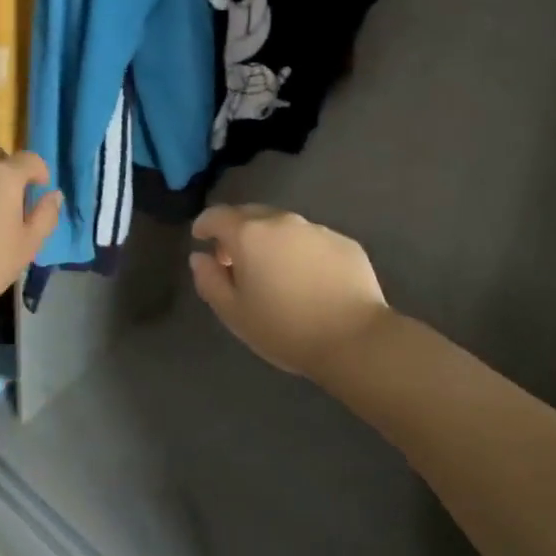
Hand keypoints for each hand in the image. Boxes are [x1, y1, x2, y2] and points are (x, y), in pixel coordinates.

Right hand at [189, 204, 390, 377]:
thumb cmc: (285, 328)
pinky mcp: (345, 243)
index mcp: (249, 234)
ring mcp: (316, 229)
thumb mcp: (234, 313)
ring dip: (271, 241)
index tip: (200, 239)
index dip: (204, 225)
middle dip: (237, 231)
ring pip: (284, 226)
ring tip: (275, 271)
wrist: (356, 340)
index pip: (217, 216)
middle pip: (250, 215)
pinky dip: (302, 252)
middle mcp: (281, 221)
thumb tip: (200, 258)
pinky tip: (309, 280)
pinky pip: (313, 241)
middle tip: (235, 259)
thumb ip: (209, 280)